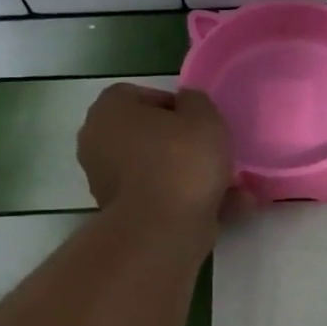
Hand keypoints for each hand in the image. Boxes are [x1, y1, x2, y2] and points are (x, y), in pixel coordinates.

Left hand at [78, 84, 234, 226]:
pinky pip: (159, 197)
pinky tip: (222, 206)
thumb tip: (187, 105)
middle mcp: (97, 140)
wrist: (162, 229)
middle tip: (214, 153)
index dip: (179, 108)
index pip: (146, 97)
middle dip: (182, 144)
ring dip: (188, 175)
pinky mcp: (120, 212)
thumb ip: (197, 102)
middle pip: (149, 135)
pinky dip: (185, 200)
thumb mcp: (205, 116)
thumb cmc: (181, 161)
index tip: (202, 124)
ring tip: (229, 185)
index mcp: (110, 109)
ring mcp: (105, 180)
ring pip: (156, 169)